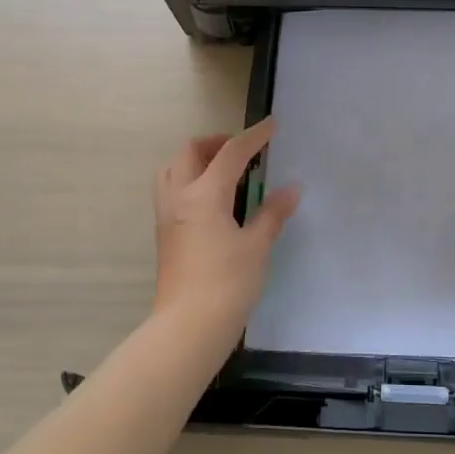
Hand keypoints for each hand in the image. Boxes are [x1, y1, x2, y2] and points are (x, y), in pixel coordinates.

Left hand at [152, 118, 300, 337]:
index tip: (271, 125)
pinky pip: (171, 191)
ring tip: (223, 171)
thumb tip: (290, 190)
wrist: (188, 328)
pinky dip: (189, 180)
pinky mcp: (164, 235)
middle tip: (242, 151)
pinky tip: (212, 200)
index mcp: (204, 195)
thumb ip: (272, 213)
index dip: (253, 137)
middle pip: (190, 152)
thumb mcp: (256, 246)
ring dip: (195, 160)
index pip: (230, 153)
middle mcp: (179, 198)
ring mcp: (167, 216)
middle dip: (216, 143)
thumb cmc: (227, 283)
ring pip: (172, 170)